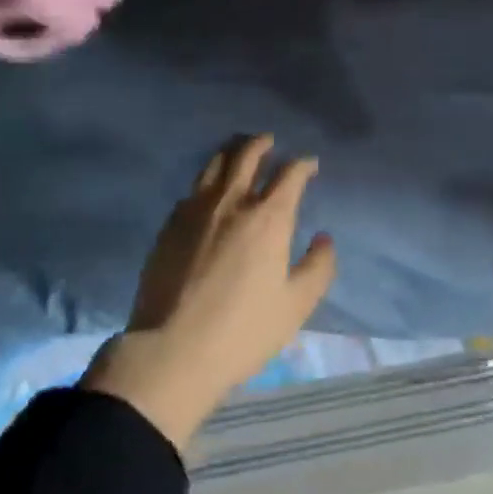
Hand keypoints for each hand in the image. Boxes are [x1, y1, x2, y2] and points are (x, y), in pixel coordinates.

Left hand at [84, 135, 335, 451]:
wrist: (171, 352)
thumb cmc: (242, 331)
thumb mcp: (295, 306)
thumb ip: (318, 267)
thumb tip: (323, 238)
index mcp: (268, 217)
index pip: (290, 173)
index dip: (303, 163)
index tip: (310, 164)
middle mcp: (232, 202)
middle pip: (247, 155)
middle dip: (262, 143)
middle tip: (269, 141)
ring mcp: (196, 211)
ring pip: (215, 164)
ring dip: (231, 151)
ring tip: (238, 150)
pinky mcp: (169, 226)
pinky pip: (192, 189)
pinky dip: (207, 181)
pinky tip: (208, 191)